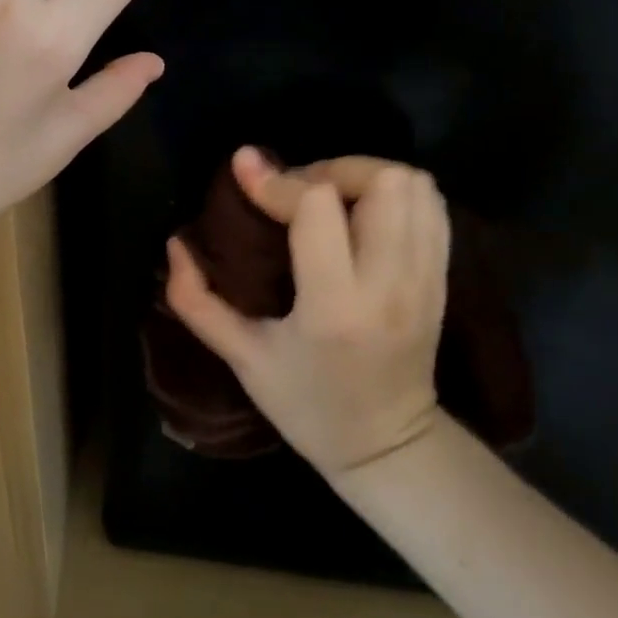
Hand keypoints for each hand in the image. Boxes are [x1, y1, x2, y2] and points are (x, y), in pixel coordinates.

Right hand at [167, 148, 450, 479]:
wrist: (388, 450)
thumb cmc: (307, 406)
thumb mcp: (242, 359)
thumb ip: (197, 301)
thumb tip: (175, 244)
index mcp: (335, 307)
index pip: (317, 208)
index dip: (276, 180)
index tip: (244, 167)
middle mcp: (389, 284)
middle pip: (381, 182)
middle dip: (331, 169)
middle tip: (298, 189)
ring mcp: (425, 279)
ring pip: (414, 186)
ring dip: (365, 175)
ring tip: (330, 196)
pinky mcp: (442, 278)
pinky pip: (431, 207)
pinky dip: (396, 192)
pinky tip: (363, 211)